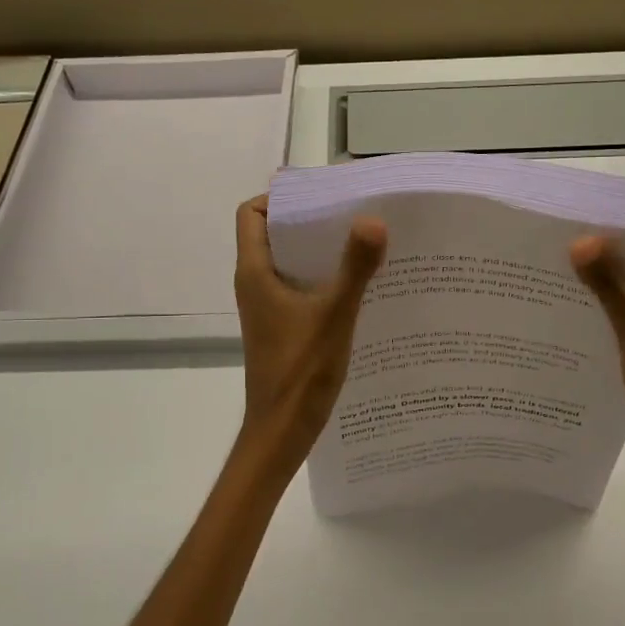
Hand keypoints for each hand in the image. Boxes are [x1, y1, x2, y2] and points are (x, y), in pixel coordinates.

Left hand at [233, 195, 387, 454]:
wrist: (282, 430)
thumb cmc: (300, 370)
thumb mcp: (334, 314)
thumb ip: (354, 268)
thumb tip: (374, 220)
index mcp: (255, 272)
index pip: (250, 214)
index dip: (277, 197)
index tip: (319, 195)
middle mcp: (255, 284)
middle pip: (273, 234)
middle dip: (308, 220)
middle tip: (351, 213)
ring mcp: (267, 307)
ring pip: (288, 263)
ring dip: (319, 250)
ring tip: (361, 242)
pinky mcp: (280, 326)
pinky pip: (299, 288)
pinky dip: (322, 278)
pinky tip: (358, 285)